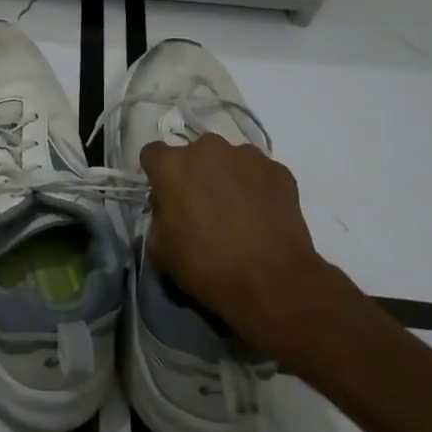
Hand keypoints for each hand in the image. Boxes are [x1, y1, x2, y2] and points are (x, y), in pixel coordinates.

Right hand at [140, 134, 367, 362]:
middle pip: (194, 154)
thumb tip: (168, 208)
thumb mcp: (160, 249)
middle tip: (202, 206)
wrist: (272, 282)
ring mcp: (247, 156)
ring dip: (227, 177)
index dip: (158, 175)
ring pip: (228, 160)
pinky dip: (256, 187)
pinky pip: (258, 173)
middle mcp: (208, 149)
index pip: (153, 154)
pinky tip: (261, 216)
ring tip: (237, 212)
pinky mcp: (278, 169)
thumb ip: (158, 217)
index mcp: (172, 165)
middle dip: (195, 174)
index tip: (166, 196)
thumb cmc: (207, 266)